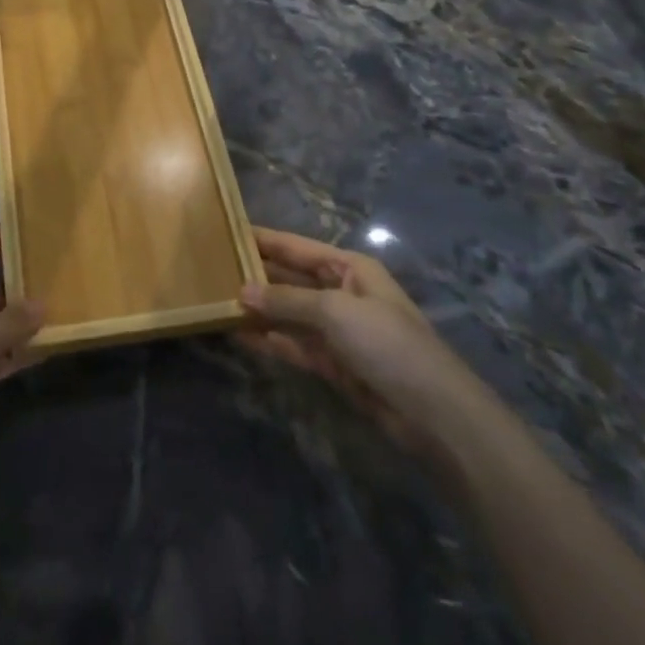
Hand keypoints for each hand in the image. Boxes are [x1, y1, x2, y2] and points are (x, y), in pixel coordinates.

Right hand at [239, 227, 484, 457]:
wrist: (433, 414)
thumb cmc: (388, 344)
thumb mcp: (336, 312)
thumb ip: (287, 301)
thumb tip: (241, 292)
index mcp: (349, 268)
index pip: (296, 247)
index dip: (263, 239)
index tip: (225, 230)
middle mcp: (341, 293)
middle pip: (290, 279)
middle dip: (256, 275)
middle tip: (211, 269)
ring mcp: (337, 331)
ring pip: (289, 313)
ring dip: (259, 309)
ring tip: (216, 300)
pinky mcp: (334, 365)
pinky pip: (294, 344)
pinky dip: (270, 340)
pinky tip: (239, 334)